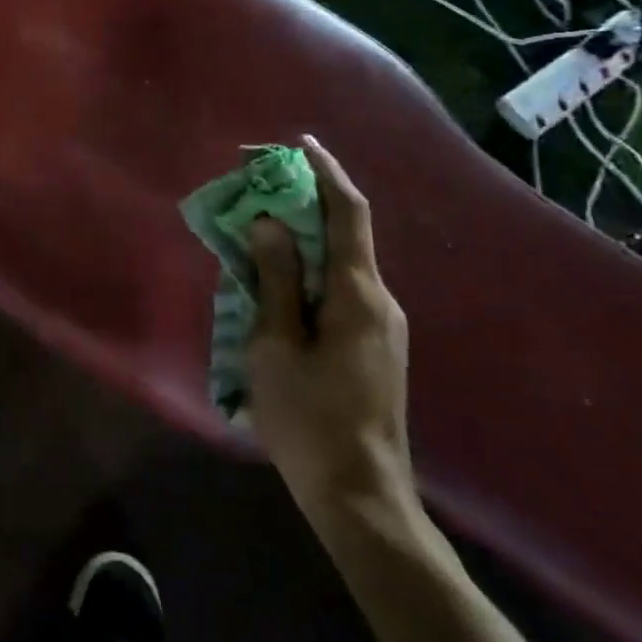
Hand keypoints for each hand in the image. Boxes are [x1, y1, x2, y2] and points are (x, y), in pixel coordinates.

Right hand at [246, 136, 415, 536]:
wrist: (362, 496)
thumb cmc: (310, 418)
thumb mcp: (275, 344)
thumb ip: (275, 279)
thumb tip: (270, 223)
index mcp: (358, 294)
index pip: (347, 214)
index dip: (327, 173)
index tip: (300, 144)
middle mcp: (379, 300)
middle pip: (345, 234)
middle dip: (306, 203)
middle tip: (262, 188)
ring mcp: (382, 327)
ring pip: (341, 264)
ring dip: (304, 240)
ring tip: (259, 233)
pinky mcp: (374, 347)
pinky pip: (341, 291)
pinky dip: (310, 272)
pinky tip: (277, 285)